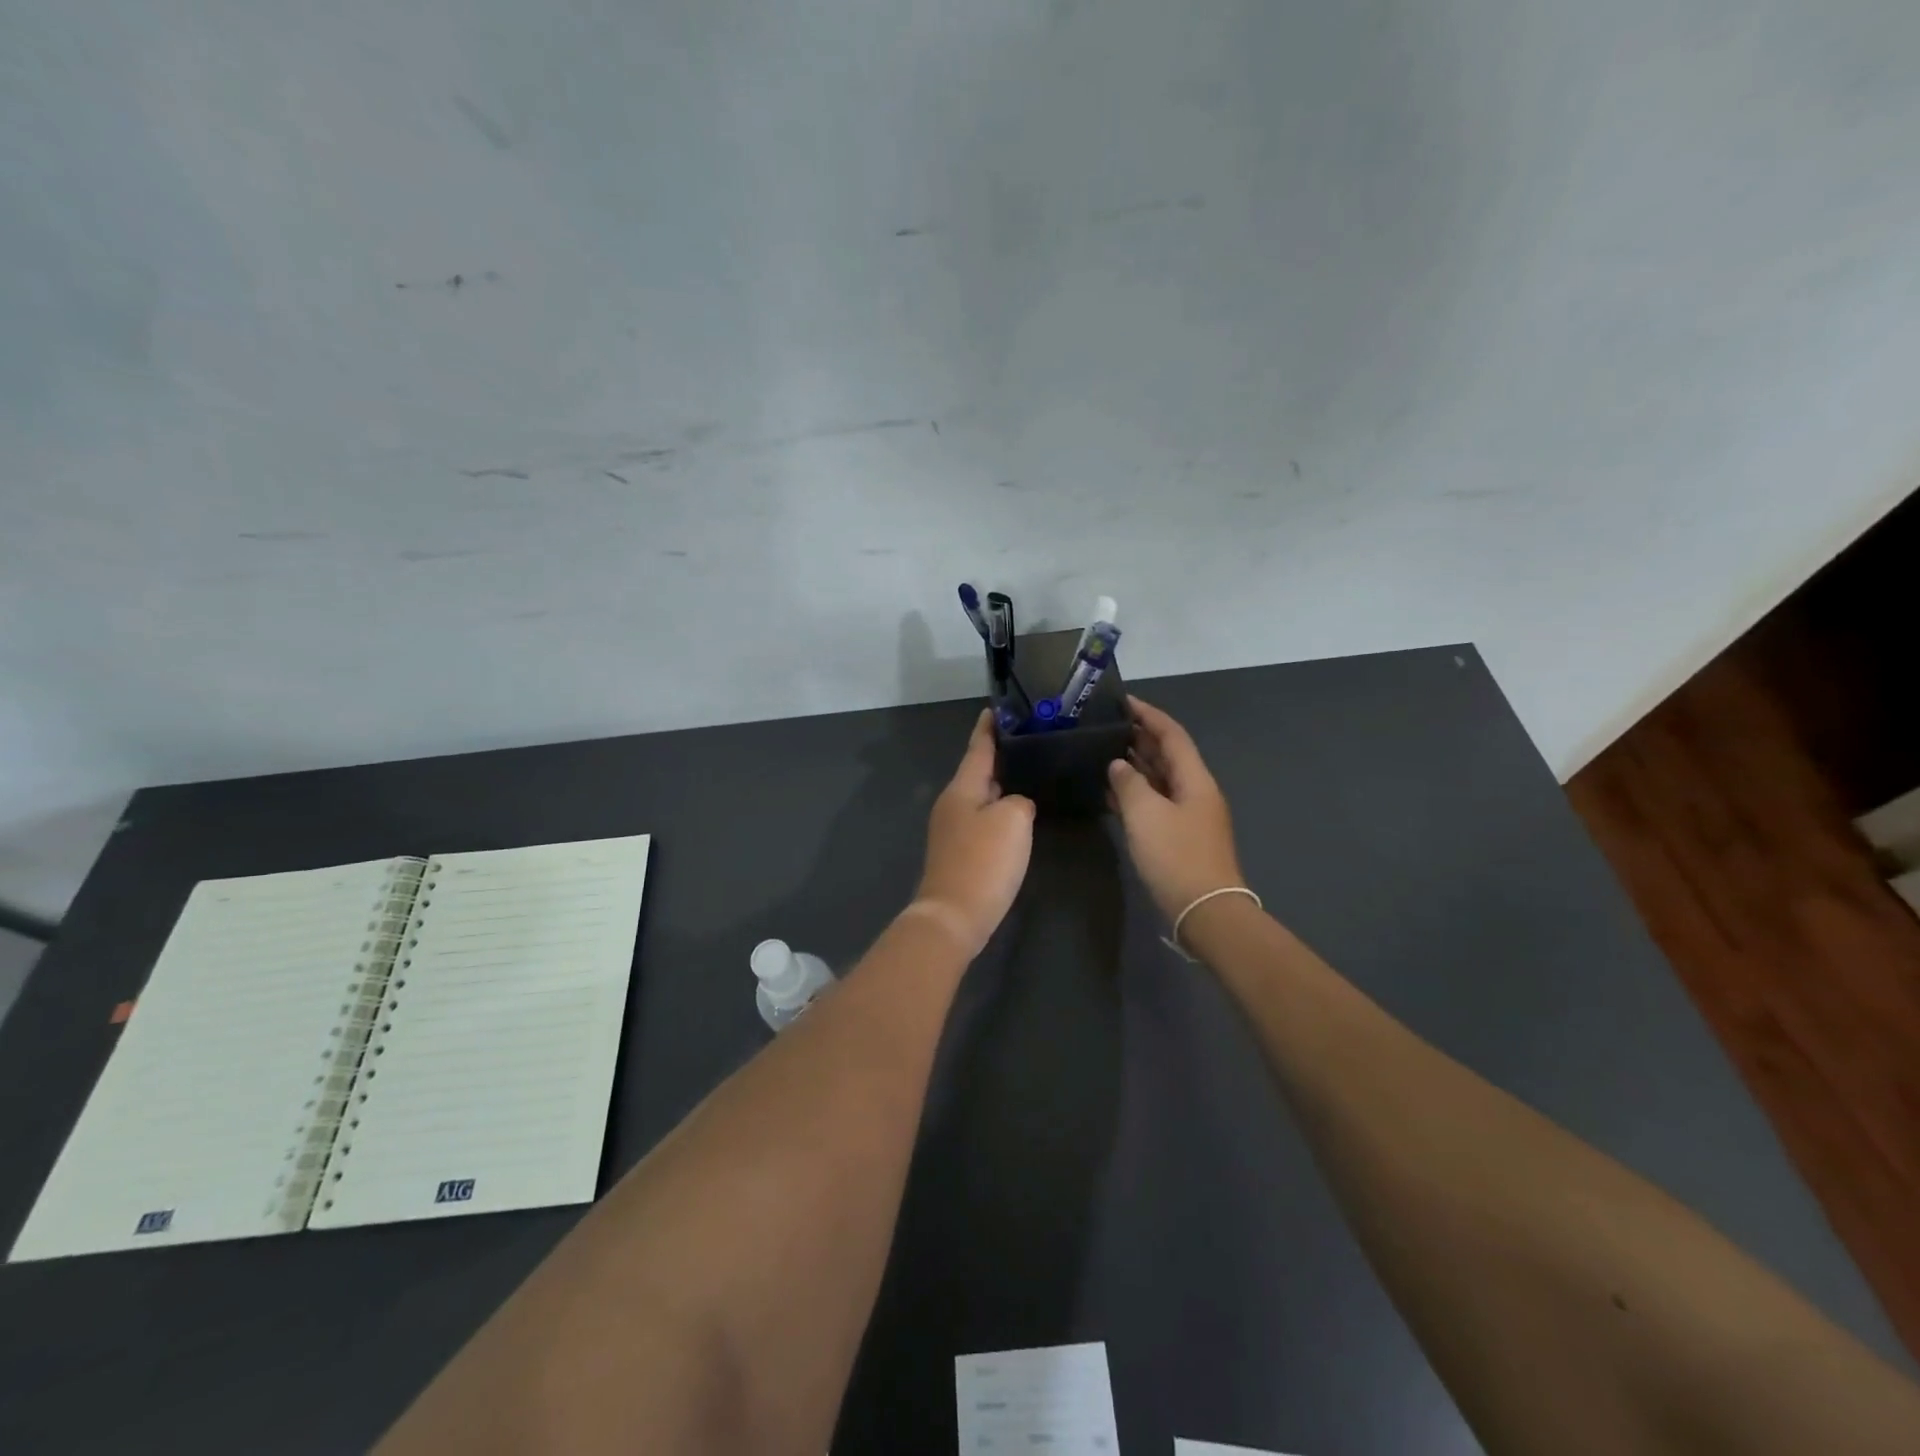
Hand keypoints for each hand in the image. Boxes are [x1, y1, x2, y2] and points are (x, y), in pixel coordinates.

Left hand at [911, 711, 1035, 956]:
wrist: (954, 916)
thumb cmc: (984, 861)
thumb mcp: (1013, 820)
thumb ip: (1019, 801)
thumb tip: (1015, 805)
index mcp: (962, 788)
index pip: (978, 747)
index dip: (989, 728)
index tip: (997, 708)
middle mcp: (953, 803)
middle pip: (978, 771)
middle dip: (1000, 755)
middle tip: (1029, 740)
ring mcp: (953, 829)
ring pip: (981, 796)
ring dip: (1002, 784)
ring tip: (1030, 771)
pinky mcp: (959, 852)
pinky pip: (983, 819)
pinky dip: (1000, 810)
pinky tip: (1018, 814)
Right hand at [1108, 696, 1246, 922]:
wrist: (1204, 910)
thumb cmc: (1176, 856)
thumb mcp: (1146, 814)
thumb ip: (1128, 783)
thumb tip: (1118, 766)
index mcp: (1194, 779)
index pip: (1172, 734)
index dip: (1149, 715)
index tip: (1123, 701)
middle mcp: (1194, 791)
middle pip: (1167, 755)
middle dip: (1139, 738)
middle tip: (1105, 727)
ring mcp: (1188, 816)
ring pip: (1159, 780)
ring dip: (1134, 765)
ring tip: (1101, 753)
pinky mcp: (1178, 837)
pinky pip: (1154, 804)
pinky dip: (1133, 794)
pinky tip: (1109, 793)